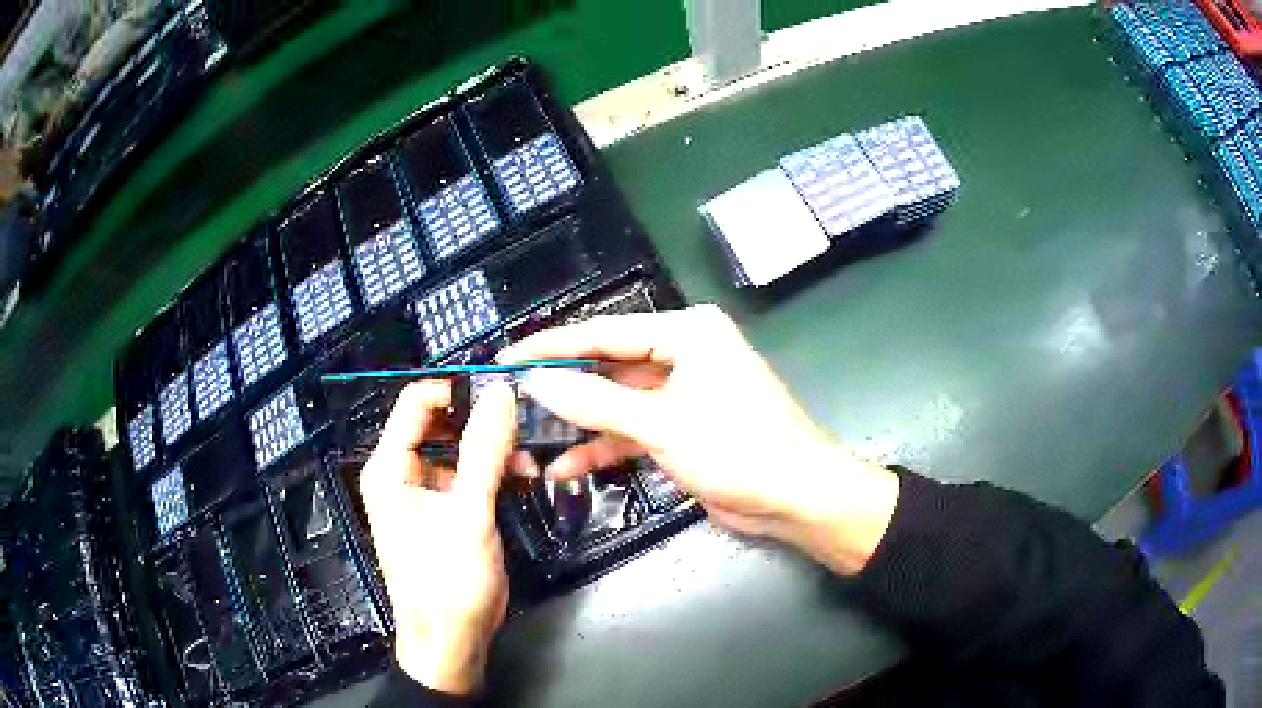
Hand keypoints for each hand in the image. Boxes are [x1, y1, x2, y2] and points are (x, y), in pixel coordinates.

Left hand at [359, 380, 516, 693]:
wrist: (451, 642)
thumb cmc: (448, 582)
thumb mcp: (469, 515)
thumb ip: (484, 451)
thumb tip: (501, 393)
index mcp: (390, 467)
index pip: (416, 403)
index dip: (457, 390)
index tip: (503, 391)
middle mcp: (401, 473)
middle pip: (439, 423)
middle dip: (481, 420)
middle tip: (525, 420)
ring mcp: (424, 493)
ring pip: (458, 449)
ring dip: (493, 448)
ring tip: (530, 454)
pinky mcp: (446, 511)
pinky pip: (468, 475)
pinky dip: (494, 472)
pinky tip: (524, 476)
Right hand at [500, 305, 899, 574]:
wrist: (796, 499)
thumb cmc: (739, 448)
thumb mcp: (662, 423)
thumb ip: (596, 401)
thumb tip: (536, 380)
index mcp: (686, 332)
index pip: (604, 333)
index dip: (552, 347)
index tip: (506, 358)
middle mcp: (683, 354)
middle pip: (607, 366)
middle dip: (561, 388)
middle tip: (509, 400)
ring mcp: (681, 394)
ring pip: (615, 403)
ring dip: (577, 424)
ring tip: (527, 438)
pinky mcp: (680, 430)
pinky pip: (631, 431)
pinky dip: (602, 448)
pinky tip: (564, 466)